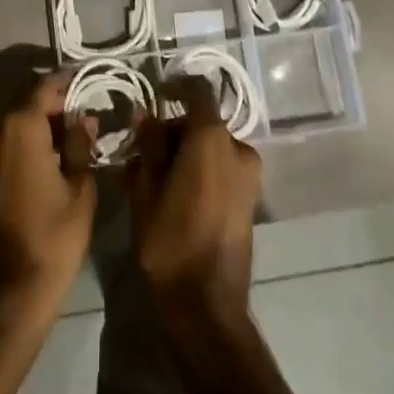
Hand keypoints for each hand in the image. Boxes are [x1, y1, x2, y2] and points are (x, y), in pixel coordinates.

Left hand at [0, 74, 96, 316]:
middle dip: (50, 105)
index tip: (83, 79)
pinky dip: (19, 144)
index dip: (65, 82)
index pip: (44, 87)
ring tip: (62, 138)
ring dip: (34, 125)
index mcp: (20, 127)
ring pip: (9, 125)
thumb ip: (80, 146)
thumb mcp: (80, 190)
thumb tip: (81, 119)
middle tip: (77, 113)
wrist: (5, 294)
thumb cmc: (53, 239)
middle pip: (23, 103)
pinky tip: (41, 160)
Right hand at [126, 76, 261, 317]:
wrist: (207, 307)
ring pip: (212, 147)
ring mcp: (249, 176)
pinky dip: (201, 170)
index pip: (197, 90)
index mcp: (212, 138)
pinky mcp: (251, 200)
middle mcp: (238, 148)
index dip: (176, 86)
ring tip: (155, 176)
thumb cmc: (170, 242)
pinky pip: (222, 169)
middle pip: (202, 122)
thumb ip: (148, 145)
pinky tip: (175, 193)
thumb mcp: (146, 189)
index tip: (156, 95)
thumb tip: (146, 114)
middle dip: (173, 130)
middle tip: (143, 150)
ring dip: (185, 152)